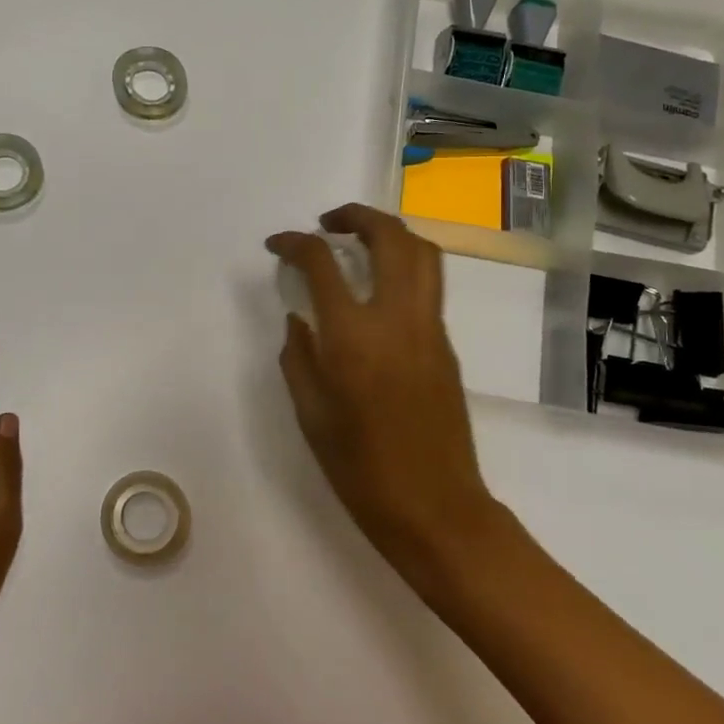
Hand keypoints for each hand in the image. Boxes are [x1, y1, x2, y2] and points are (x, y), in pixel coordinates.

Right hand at [266, 205, 508, 589]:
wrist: (435, 507)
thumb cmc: (361, 469)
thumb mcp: (311, 414)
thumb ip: (299, 356)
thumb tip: (299, 318)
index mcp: (353, 337)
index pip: (322, 263)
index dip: (295, 243)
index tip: (276, 245)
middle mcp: (398, 319)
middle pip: (389, 237)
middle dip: (356, 216)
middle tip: (327, 223)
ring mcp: (430, 328)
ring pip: (423, 252)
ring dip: (390, 232)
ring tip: (359, 240)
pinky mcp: (446, 344)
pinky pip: (429, 284)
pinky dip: (404, 264)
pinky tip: (378, 286)